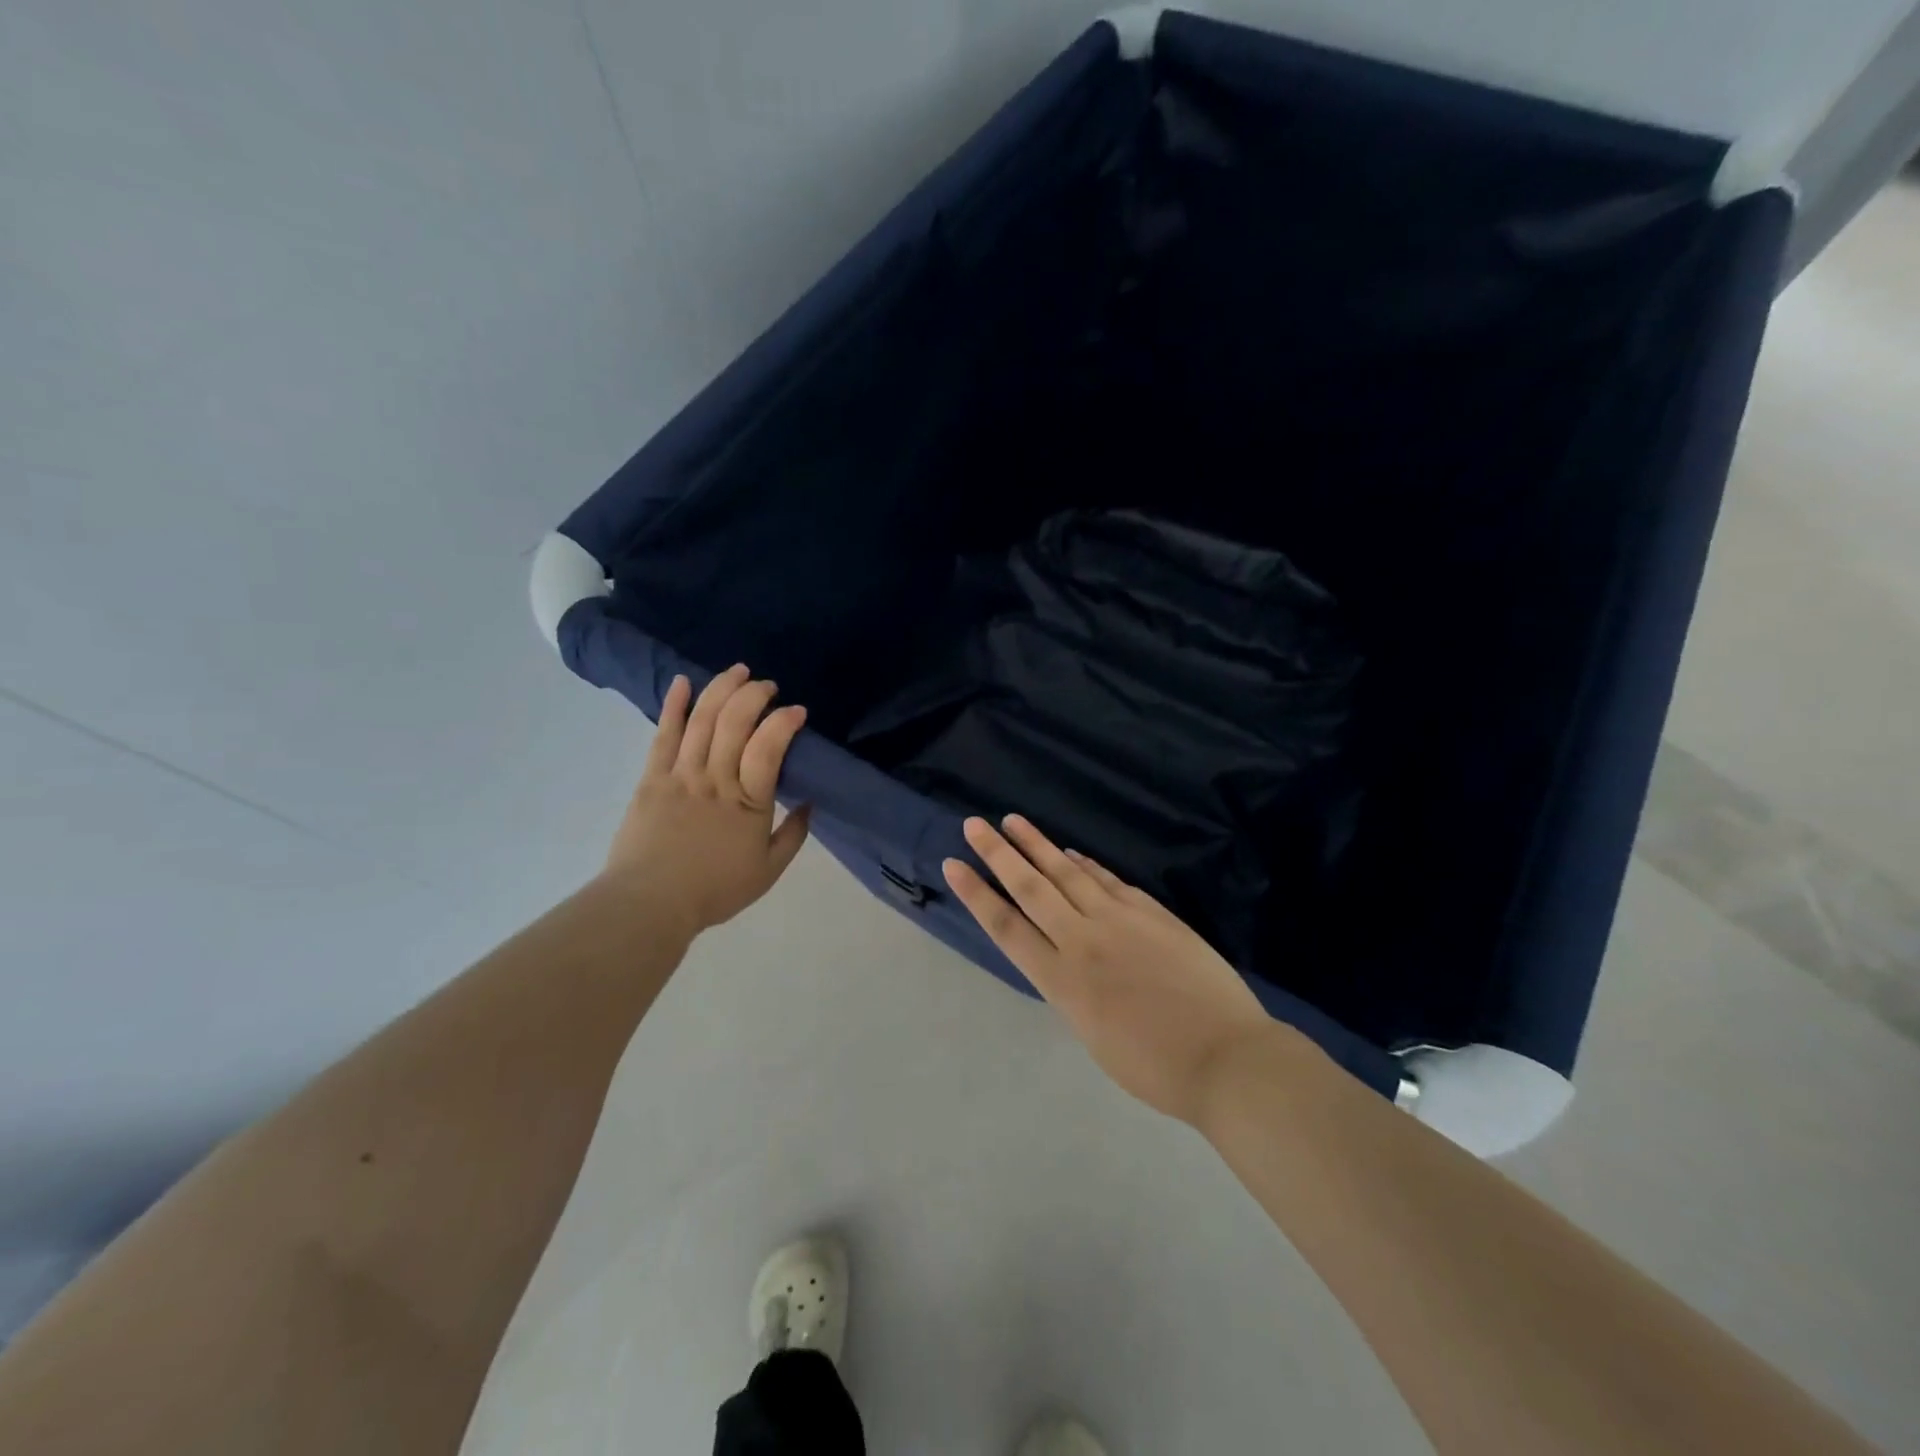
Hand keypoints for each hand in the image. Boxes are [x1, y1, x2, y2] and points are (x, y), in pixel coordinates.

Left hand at [602, 665, 811, 942]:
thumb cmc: (714, 890)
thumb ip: (793, 835)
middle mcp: (716, 779)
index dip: (784, 722)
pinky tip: (683, 682)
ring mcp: (681, 775)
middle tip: (767, 685)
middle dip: (754, 695)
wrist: (649, 904)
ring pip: (703, 721)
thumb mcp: (768, 871)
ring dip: (721, 689)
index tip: (797, 711)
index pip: (769, 747)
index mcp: (749, 803)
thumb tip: (809, 803)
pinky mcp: (652, 778)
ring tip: (737, 671)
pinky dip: (674, 706)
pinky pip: (664, 735)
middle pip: (734, 723)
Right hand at [943, 815, 1276, 1125]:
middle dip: (998, 854)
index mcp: (1062, 981)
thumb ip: (1073, 990)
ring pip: (1069, 873)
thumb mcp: (1094, 1036)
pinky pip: (1108, 880)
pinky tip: (1072, 852)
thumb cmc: (1156, 1068)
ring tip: (1014, 821)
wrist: (1227, 1057)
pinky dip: (1087, 864)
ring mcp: (1120, 920)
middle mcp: (1083, 941)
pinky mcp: (1152, 912)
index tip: (953, 864)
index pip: (1006, 926)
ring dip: (1038, 845)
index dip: (976, 894)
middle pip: (1032, 887)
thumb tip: (1067, 958)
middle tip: (974, 824)